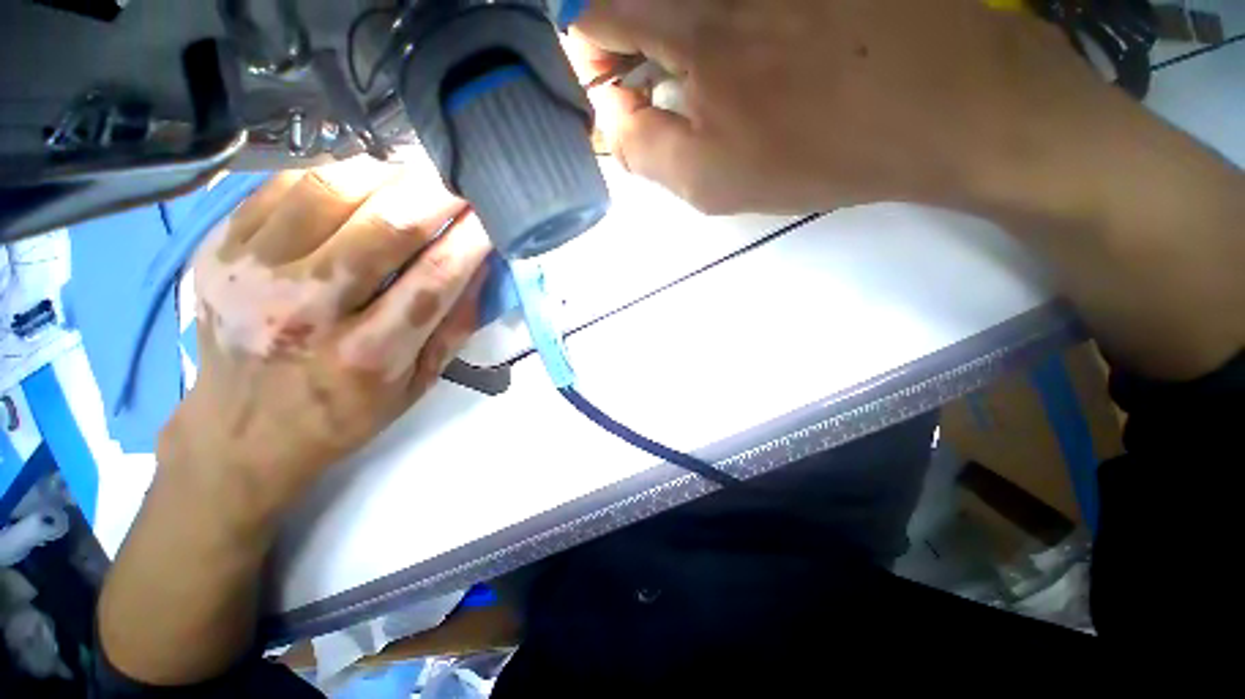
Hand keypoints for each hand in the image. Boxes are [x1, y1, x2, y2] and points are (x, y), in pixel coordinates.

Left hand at [160, 156, 490, 530]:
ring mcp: (251, 274)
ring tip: (416, 177)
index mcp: (368, 355)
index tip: (493, 213)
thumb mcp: (419, 384)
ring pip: (332, 190)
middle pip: (385, 226)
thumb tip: (482, 264)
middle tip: (461, 181)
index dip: (471, 237)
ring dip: (388, 174)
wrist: (241, 432)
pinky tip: (362, 181)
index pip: (436, 277)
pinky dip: (334, 173)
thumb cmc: (345, 413)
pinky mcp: (218, 250)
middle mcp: (306, 311)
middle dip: (437, 194)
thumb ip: (455, 324)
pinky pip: (284, 186)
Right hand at [575, 0, 1112, 215]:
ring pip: (683, 2)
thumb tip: (614, 114)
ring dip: (672, 32)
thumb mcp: (711, 182)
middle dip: (627, 40)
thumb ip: (642, 149)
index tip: (617, 91)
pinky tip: (747, 53)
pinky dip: (716, 22)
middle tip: (656, 85)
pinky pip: (730, 6)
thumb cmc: (817, 153)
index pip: (590, 11)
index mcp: (689, 25)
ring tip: (707, 75)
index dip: (590, 54)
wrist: (943, 106)